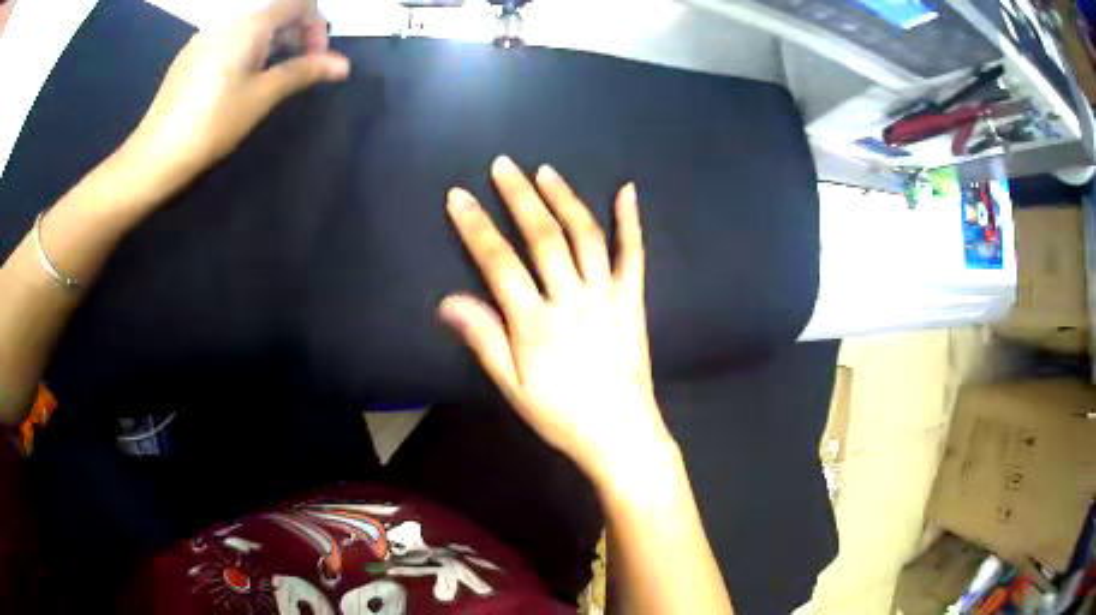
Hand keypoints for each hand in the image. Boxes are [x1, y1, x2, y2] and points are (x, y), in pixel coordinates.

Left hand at [121, 0, 348, 194]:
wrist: (155, 155)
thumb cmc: (212, 124)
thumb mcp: (262, 97)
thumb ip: (302, 72)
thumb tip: (342, 65)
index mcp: (249, 25)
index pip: (299, 2)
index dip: (316, 26)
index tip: (314, 60)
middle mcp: (227, 21)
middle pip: (275, 12)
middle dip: (295, 36)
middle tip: (294, 73)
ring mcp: (205, 36)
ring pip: (251, 26)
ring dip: (270, 44)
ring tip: (265, 81)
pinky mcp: (190, 54)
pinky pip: (228, 39)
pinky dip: (245, 50)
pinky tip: (235, 83)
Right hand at [440, 156, 674, 484]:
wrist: (621, 435)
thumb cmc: (562, 416)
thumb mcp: (513, 388)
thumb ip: (484, 340)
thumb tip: (448, 301)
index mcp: (536, 322)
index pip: (499, 262)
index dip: (476, 226)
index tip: (458, 196)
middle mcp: (571, 299)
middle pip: (543, 236)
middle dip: (519, 196)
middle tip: (502, 165)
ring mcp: (606, 296)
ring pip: (585, 236)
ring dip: (564, 199)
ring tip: (546, 171)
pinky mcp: (632, 300)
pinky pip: (634, 255)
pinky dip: (631, 222)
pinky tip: (627, 191)